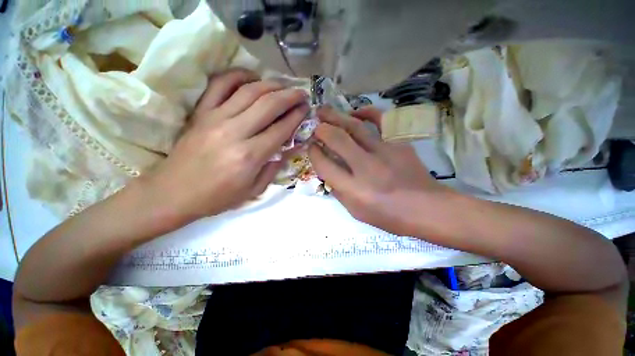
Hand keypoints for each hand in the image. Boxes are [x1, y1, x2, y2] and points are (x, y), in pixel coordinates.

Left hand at [140, 69, 308, 225]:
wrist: (173, 193)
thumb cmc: (217, 197)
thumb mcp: (253, 190)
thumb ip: (273, 168)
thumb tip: (287, 149)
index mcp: (250, 156)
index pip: (281, 129)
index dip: (297, 116)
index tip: (306, 109)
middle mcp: (235, 132)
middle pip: (269, 105)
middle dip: (290, 96)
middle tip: (301, 93)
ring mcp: (215, 118)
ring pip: (249, 91)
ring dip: (271, 85)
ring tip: (283, 85)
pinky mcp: (201, 112)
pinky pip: (220, 85)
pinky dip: (238, 76)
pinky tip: (252, 77)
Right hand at [308, 106, 453, 235]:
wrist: (427, 209)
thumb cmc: (389, 216)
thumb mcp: (356, 212)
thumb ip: (338, 192)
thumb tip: (327, 173)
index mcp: (353, 189)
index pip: (324, 165)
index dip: (314, 153)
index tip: (311, 147)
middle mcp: (366, 168)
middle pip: (337, 140)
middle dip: (321, 129)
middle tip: (314, 125)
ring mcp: (384, 152)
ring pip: (355, 127)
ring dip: (336, 116)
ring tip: (324, 111)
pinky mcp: (399, 143)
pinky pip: (380, 121)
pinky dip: (366, 113)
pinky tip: (355, 112)